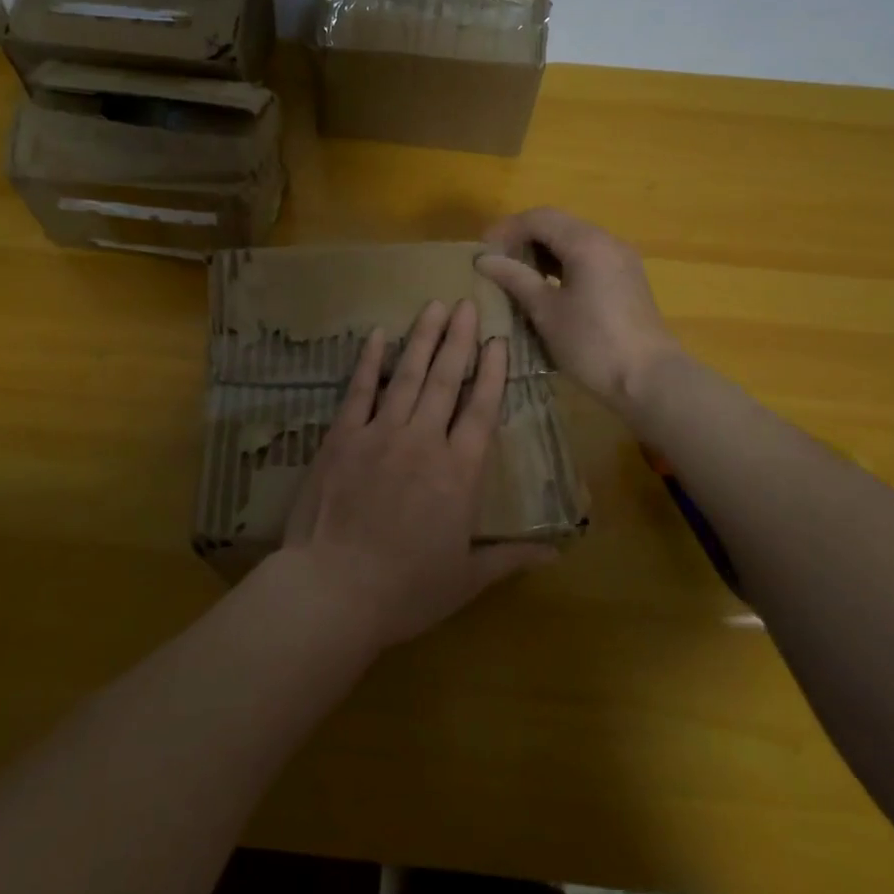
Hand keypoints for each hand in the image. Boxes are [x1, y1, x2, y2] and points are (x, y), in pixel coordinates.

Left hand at [280, 298, 554, 652]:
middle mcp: (423, 441)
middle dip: (459, 339)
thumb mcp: (466, 580)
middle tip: (467, 304)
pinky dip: (370, 361)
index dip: (492, 372)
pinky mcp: (342, 436)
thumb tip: (558, 551)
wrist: (334, 588)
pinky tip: (377, 335)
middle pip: (447, 380)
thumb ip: (511, 558)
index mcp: (459, 472)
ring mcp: (380, 433)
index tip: (498, 340)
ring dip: (422, 338)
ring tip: (434, 306)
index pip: (481, 409)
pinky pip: (359, 390)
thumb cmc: (406, 589)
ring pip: (408, 376)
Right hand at [476, 207, 683, 416]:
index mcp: (587, 243)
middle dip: (522, 238)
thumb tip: (483, 259)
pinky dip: (561, 263)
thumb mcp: (546, 311)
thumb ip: (515, 278)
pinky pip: (587, 256)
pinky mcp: (626, 278)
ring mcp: (620, 259)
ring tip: (515, 275)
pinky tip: (545, 287)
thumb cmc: (592, 344)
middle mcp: (607, 241)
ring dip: (542, 251)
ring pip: (573, 240)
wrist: (649, 380)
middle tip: (496, 262)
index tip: (483, 253)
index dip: (506, 230)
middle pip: (557, 224)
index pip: (538, 218)